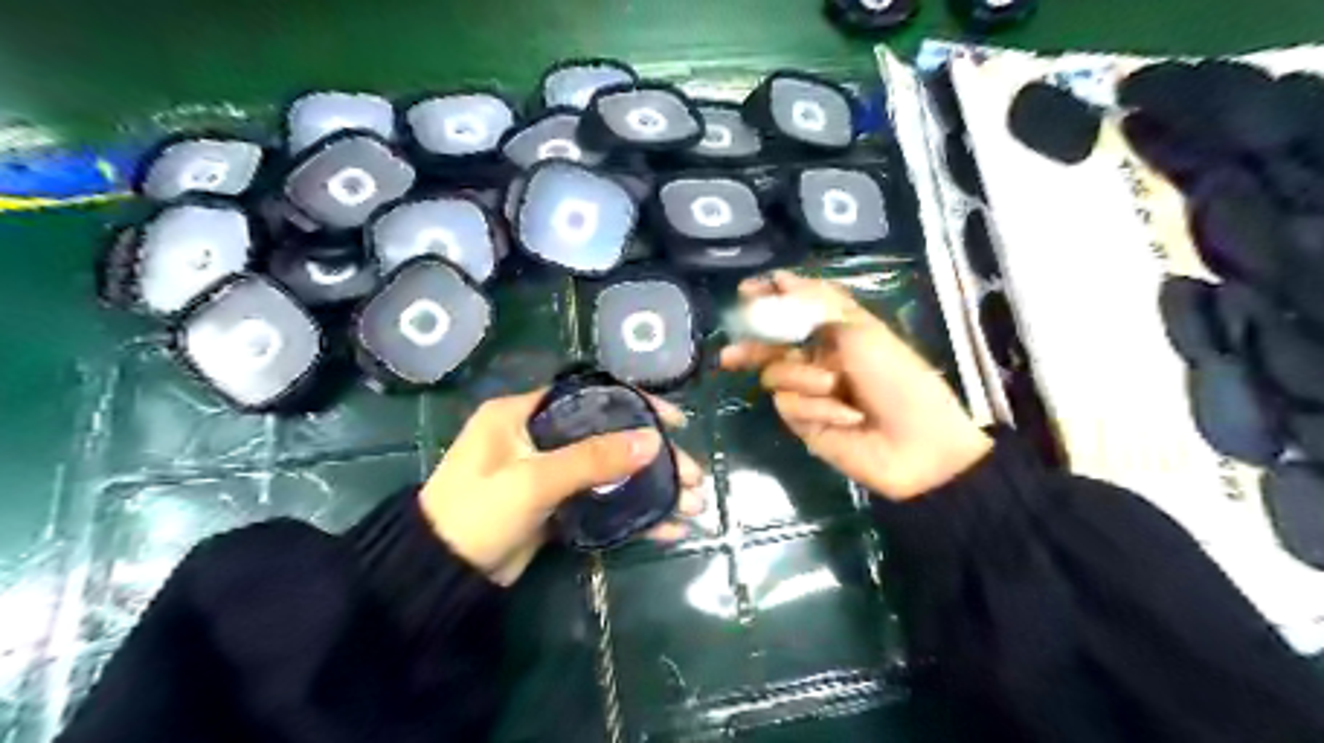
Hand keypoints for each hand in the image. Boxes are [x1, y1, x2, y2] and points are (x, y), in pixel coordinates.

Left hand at [415, 389, 703, 585]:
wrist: (441, 577)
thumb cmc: (476, 513)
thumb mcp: (532, 481)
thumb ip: (592, 459)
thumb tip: (652, 441)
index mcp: (524, 412)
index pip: (591, 396)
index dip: (637, 405)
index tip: (675, 422)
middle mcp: (539, 435)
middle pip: (610, 436)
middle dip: (654, 457)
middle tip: (694, 476)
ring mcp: (550, 472)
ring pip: (612, 471)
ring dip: (651, 488)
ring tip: (693, 506)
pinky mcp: (556, 504)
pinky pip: (602, 500)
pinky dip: (633, 513)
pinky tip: (667, 528)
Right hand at [719, 271, 987, 502]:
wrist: (919, 443)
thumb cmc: (897, 378)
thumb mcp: (861, 330)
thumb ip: (815, 304)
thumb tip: (781, 278)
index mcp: (836, 329)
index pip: (794, 305)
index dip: (770, 295)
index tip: (746, 291)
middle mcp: (818, 356)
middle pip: (771, 344)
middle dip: (753, 345)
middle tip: (730, 354)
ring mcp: (809, 390)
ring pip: (776, 375)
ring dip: (804, 379)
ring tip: (836, 389)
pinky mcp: (805, 421)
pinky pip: (789, 404)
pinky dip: (816, 408)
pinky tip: (847, 417)